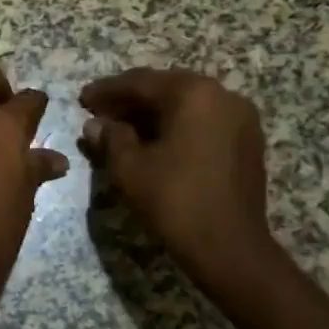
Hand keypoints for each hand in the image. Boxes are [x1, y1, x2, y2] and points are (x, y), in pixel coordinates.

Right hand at [79, 67, 273, 284]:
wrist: (229, 246)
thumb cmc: (173, 199)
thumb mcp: (128, 166)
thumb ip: (110, 137)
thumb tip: (96, 125)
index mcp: (193, 94)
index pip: (140, 82)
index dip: (106, 90)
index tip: (81, 99)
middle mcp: (222, 96)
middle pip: (166, 88)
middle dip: (130, 100)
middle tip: (98, 112)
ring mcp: (240, 118)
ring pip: (186, 104)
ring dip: (152, 112)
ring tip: (121, 128)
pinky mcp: (246, 141)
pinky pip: (203, 121)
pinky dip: (175, 125)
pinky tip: (152, 141)